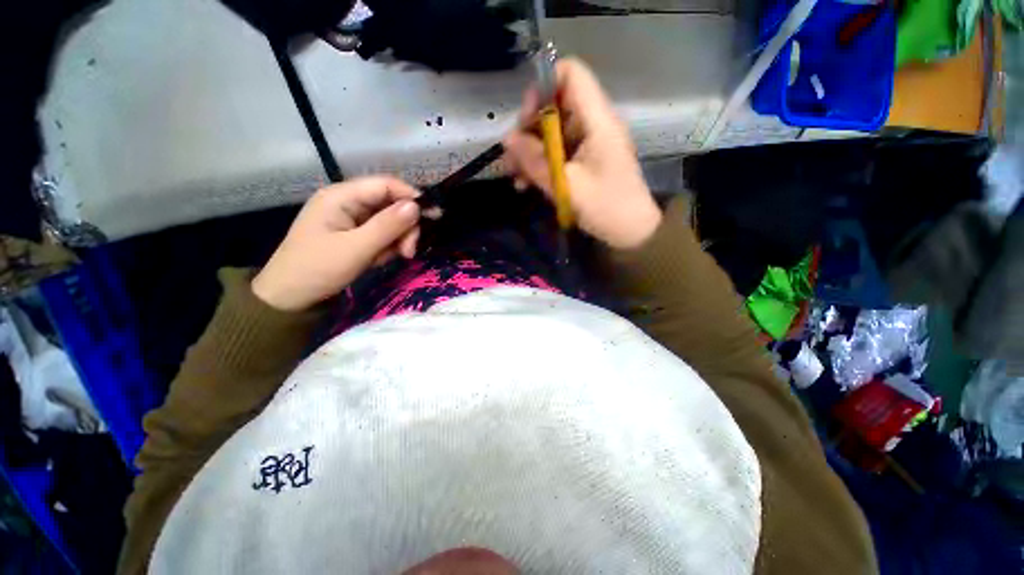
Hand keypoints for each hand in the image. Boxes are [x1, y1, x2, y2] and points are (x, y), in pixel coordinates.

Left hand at [252, 176, 420, 310]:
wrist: (289, 298)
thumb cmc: (317, 269)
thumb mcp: (356, 249)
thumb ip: (387, 226)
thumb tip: (416, 206)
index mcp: (341, 196)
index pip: (385, 185)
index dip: (411, 197)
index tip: (433, 217)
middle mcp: (348, 202)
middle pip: (390, 204)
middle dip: (404, 227)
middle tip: (409, 252)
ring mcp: (351, 219)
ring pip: (389, 221)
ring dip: (397, 239)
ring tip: (394, 258)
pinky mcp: (354, 234)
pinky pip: (381, 235)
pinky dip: (387, 247)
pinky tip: (380, 260)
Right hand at [503, 58, 661, 248]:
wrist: (631, 232)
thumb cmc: (605, 207)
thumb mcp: (566, 185)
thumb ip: (536, 160)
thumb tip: (507, 138)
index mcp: (597, 120)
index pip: (570, 73)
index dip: (543, 88)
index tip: (525, 120)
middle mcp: (593, 123)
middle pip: (555, 104)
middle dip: (529, 128)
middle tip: (513, 157)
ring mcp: (589, 142)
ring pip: (552, 131)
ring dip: (531, 150)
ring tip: (514, 176)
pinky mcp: (585, 160)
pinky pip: (558, 151)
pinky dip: (541, 163)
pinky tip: (525, 183)